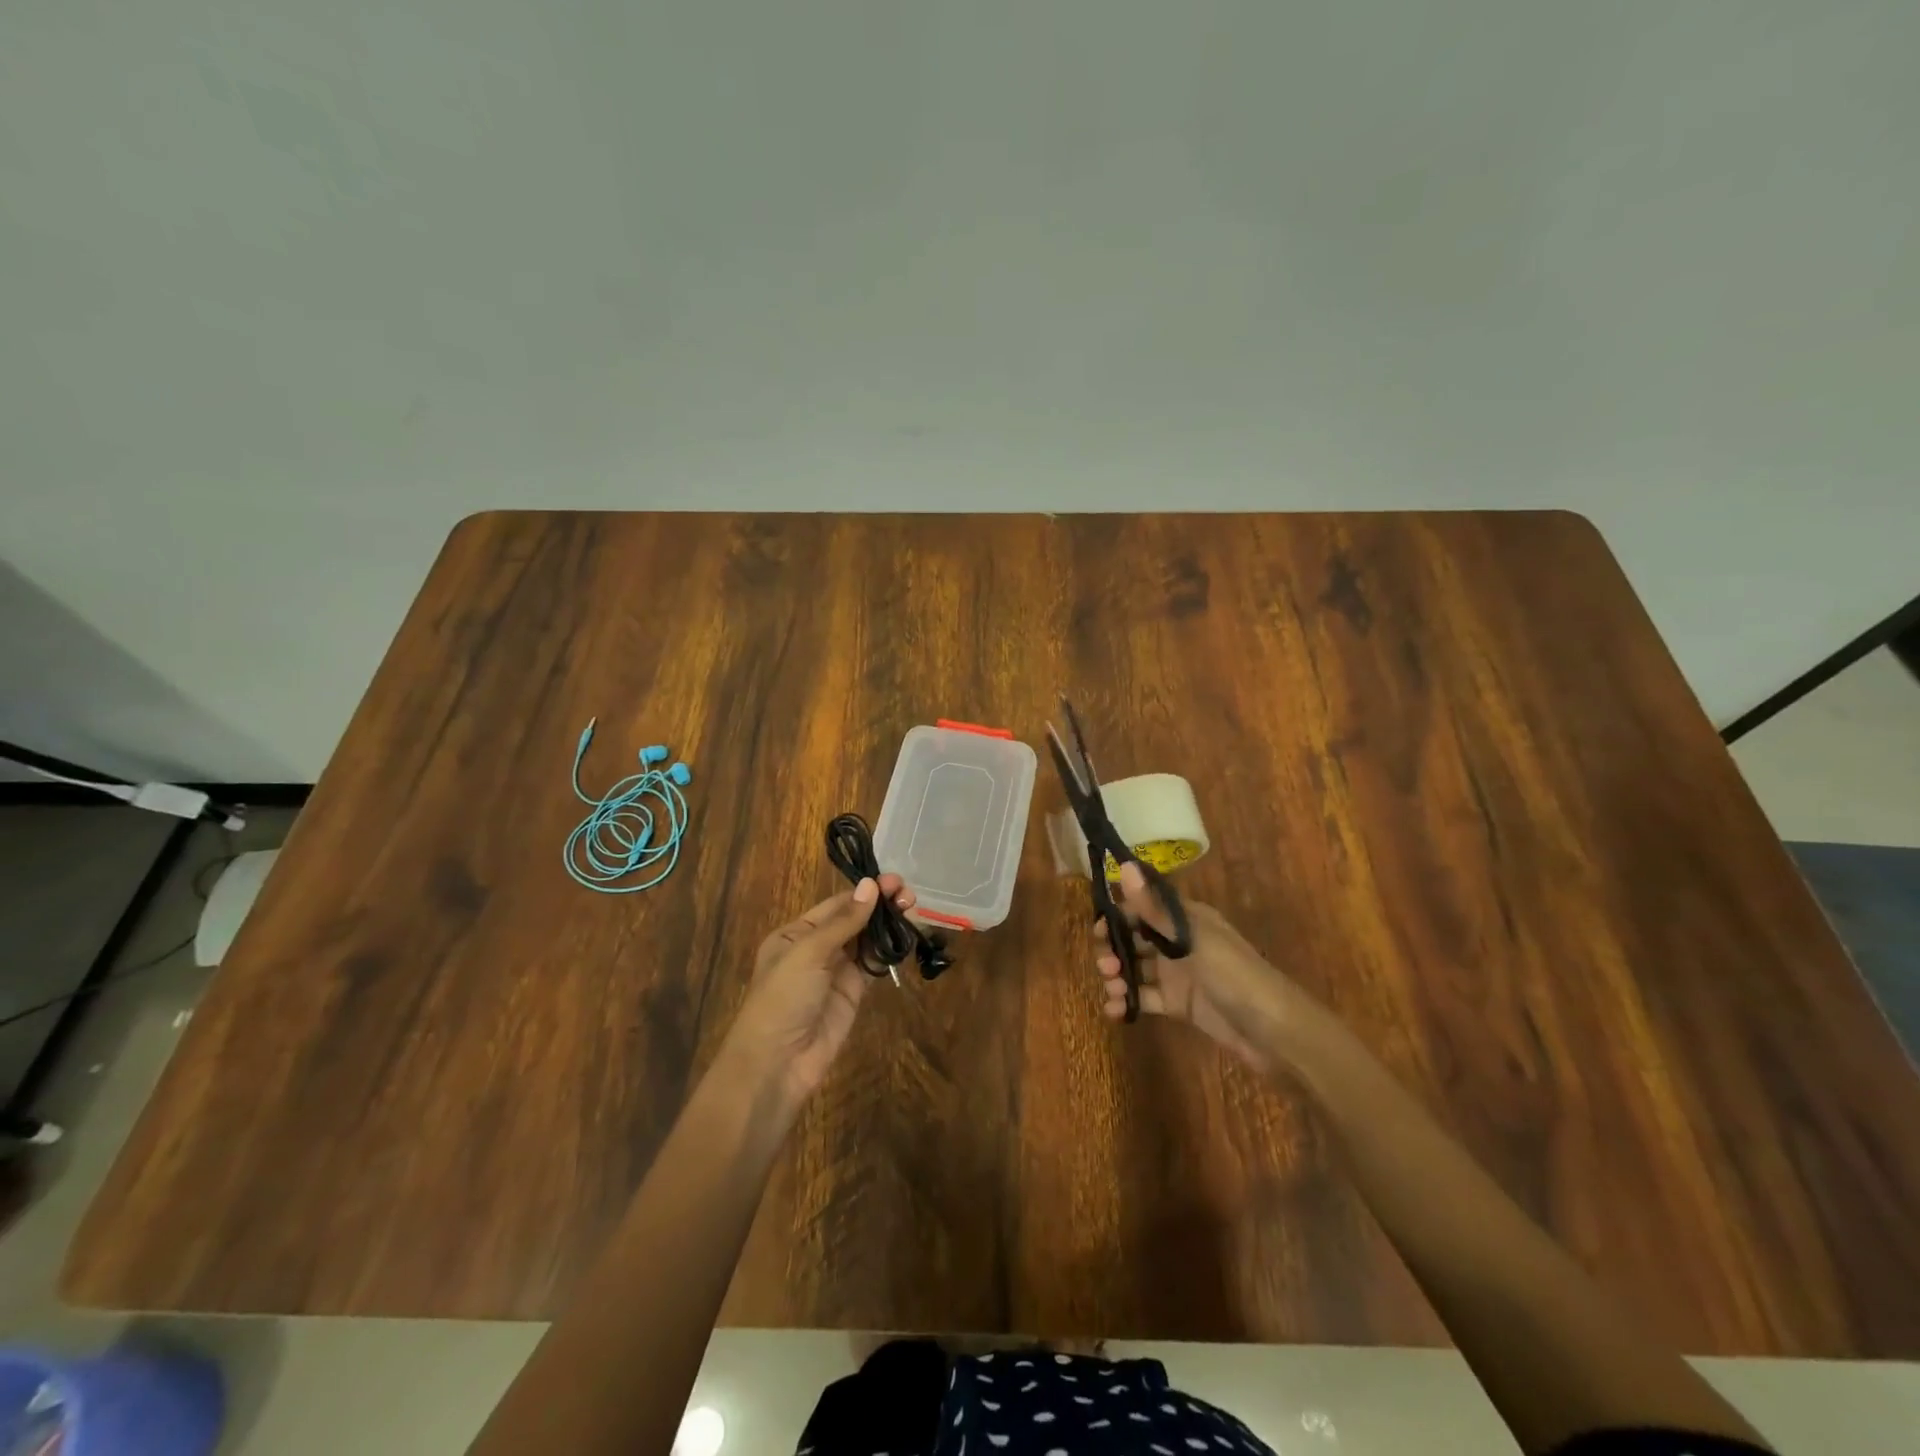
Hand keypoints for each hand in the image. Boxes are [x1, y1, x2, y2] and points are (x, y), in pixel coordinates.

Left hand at [724, 875, 914, 1106]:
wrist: (778, 1062)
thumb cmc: (784, 997)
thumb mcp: (808, 953)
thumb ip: (844, 921)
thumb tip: (870, 885)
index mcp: (796, 934)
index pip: (836, 905)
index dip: (864, 892)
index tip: (893, 881)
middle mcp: (816, 948)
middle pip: (854, 920)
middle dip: (880, 905)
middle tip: (909, 895)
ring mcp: (836, 971)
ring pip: (867, 940)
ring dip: (888, 925)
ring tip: (913, 909)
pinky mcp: (853, 993)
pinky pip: (874, 965)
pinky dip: (889, 950)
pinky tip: (907, 936)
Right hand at [1093, 863, 1305, 1071]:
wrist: (1275, 1033)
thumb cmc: (1236, 975)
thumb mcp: (1193, 939)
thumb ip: (1155, 908)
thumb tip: (1124, 865)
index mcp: (1186, 919)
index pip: (1142, 907)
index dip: (1117, 916)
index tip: (1098, 930)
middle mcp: (1179, 942)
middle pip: (1135, 938)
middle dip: (1113, 949)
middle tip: (1105, 966)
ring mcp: (1178, 974)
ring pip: (1137, 968)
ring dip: (1118, 976)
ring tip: (1113, 991)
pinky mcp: (1180, 1005)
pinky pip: (1146, 998)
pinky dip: (1128, 1002)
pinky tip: (1114, 1010)